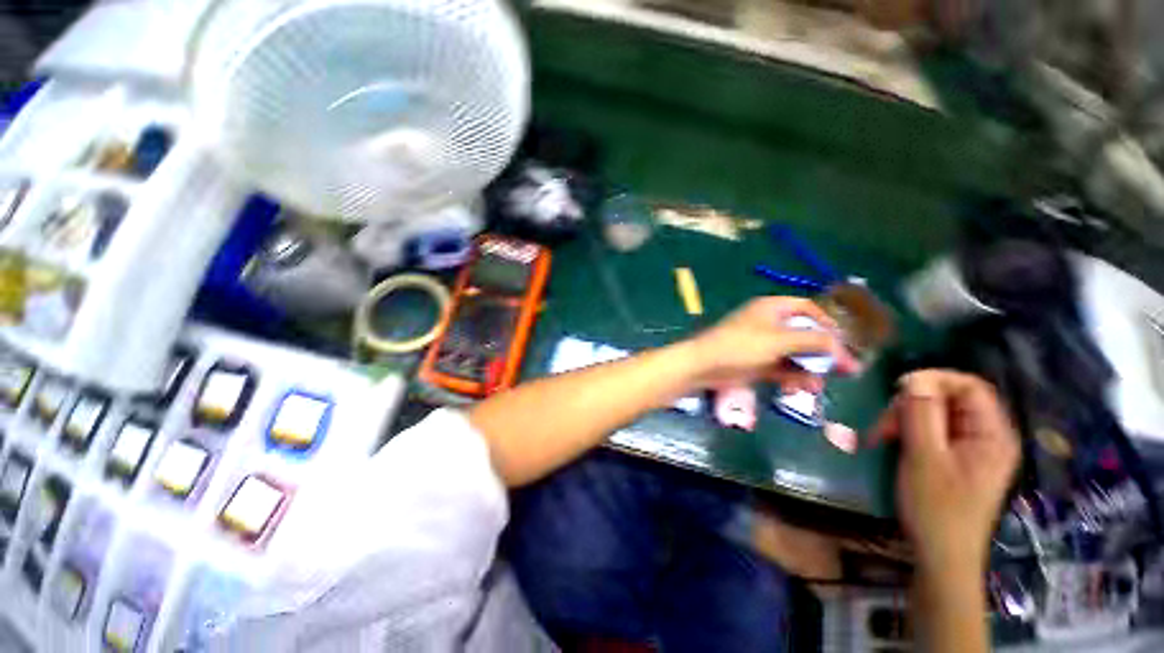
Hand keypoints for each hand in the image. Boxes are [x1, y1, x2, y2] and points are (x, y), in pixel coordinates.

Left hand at [684, 297, 859, 392]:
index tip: (844, 341)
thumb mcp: (779, 340)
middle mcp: (769, 324)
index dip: (828, 323)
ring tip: (817, 386)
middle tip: (845, 371)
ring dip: (808, 369)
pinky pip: (781, 368)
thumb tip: (841, 347)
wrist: (703, 366)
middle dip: (823, 352)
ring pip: (794, 355)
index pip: (807, 309)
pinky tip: (799, 389)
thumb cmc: (740, 346)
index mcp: (772, 308)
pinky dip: (792, 377)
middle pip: (804, 334)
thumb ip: (813, 341)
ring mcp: (762, 345)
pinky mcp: (757, 363)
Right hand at [870, 370, 1019, 575]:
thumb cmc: (937, 509)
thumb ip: (922, 415)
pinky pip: (933, 431)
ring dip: (904, 420)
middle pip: (949, 399)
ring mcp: (972, 448)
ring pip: (936, 414)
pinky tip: (893, 445)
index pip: (970, 386)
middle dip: (911, 406)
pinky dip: (909, 432)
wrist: (941, 555)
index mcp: (992, 435)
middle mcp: (987, 436)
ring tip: (882, 438)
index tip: (897, 388)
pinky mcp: (957, 459)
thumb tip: (914, 378)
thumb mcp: (924, 458)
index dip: (934, 379)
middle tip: (884, 426)